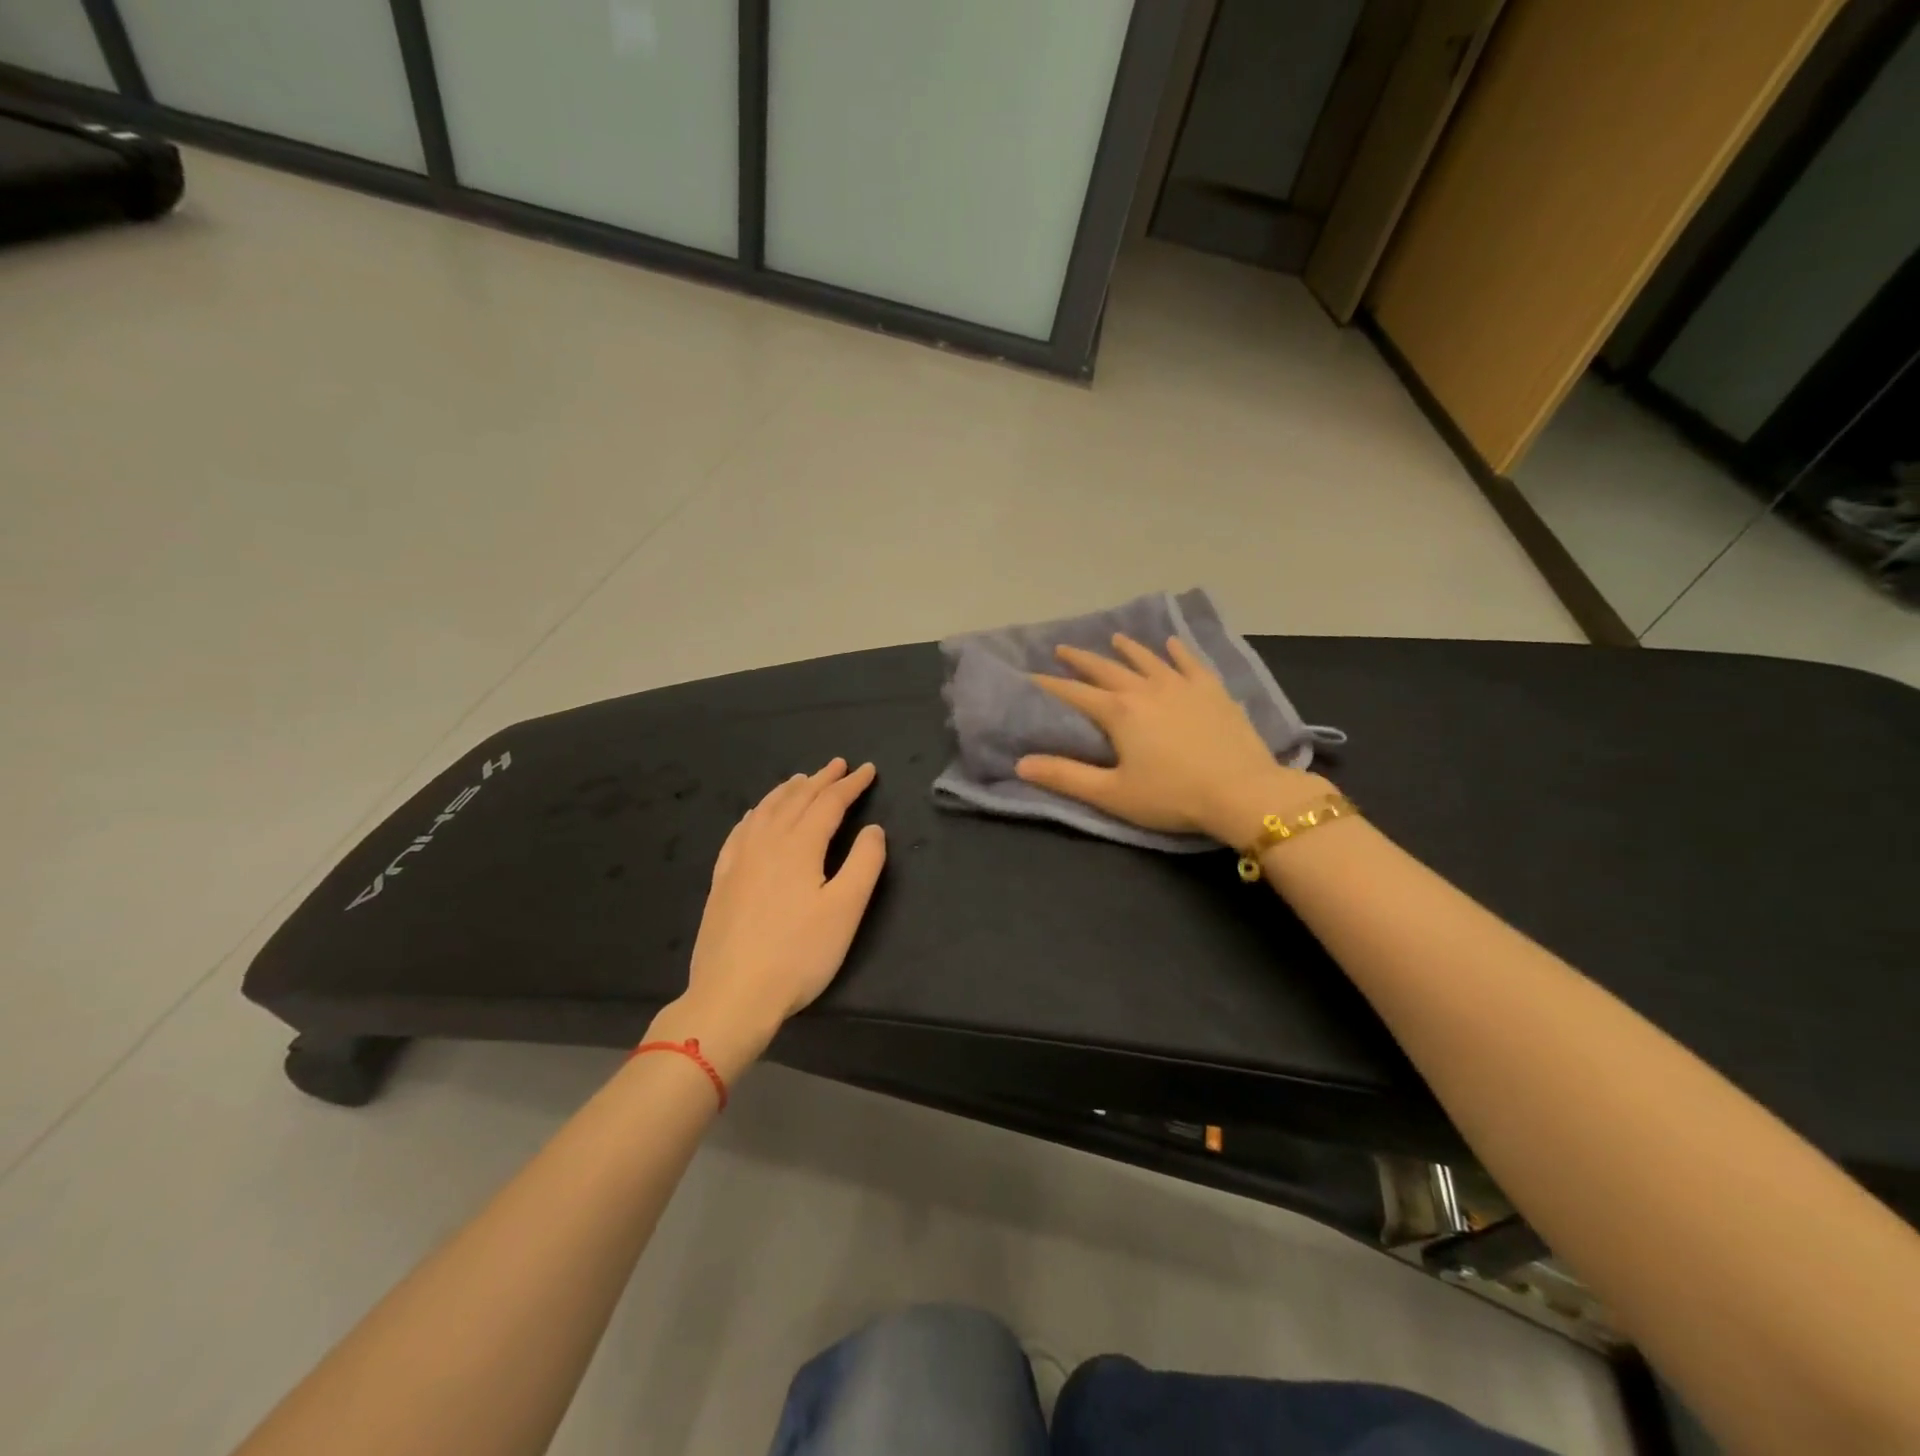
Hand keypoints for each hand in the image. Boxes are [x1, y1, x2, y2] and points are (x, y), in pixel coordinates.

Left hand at [652, 759, 885, 1078]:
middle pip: (796, 800)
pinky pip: (740, 832)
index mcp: (800, 846)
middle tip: (838, 765)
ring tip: (801, 780)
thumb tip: (873, 829)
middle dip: (821, 780)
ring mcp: (739, 860)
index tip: (868, 770)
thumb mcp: (846, 910)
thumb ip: (864, 863)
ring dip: (787, 791)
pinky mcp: (722, 880)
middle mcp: (767, 843)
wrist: (733, 994)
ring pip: (765, 811)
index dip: (851, 785)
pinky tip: (755, 815)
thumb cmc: (798, 954)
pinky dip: (755, 814)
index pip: (829, 804)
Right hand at [1016, 634, 1330, 848]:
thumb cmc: (1172, 796)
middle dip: (1081, 659)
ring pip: (1147, 659)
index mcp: (1118, 712)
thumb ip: (1065, 777)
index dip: (1049, 685)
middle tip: (1062, 649)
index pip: (1074, 693)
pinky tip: (1172, 643)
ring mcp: (1182, 685)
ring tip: (1114, 639)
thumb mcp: (1112, 793)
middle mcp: (1146, 689)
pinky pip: (1190, 662)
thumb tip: (1021, 763)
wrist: (1242, 792)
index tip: (1030, 676)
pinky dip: (1178, 651)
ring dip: (1127, 649)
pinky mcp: (1212, 690)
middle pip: (1106, 668)